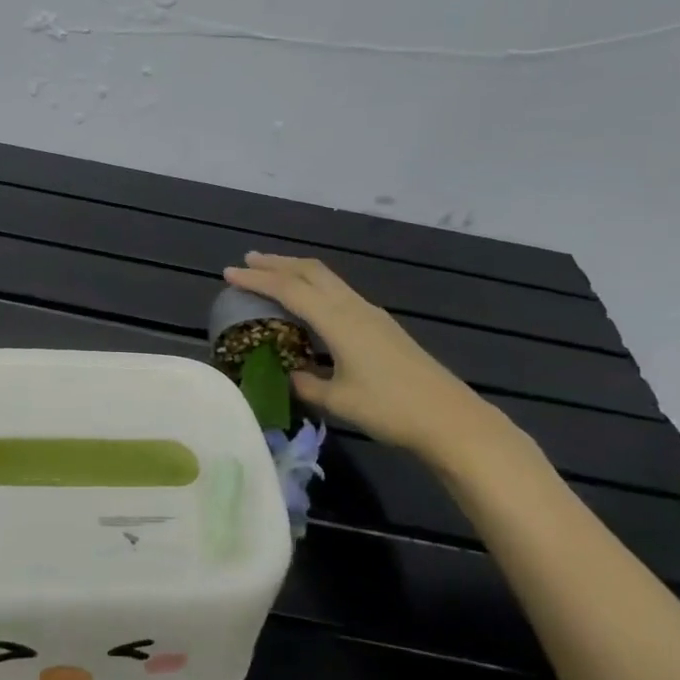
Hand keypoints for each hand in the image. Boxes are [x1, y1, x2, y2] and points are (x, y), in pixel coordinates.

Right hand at [224, 253, 502, 461]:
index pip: (289, 290)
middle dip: (277, 263)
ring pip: (327, 279)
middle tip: (248, 260)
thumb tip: (290, 374)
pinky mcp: (382, 326)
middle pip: (310, 272)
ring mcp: (371, 314)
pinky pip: (339, 292)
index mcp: (338, 321)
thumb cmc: (390, 409)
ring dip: (297, 271)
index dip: (257, 279)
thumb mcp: (338, 401)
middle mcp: (353, 308)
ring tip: (274, 273)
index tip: (229, 273)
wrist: (450, 419)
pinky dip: (315, 287)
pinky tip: (310, 303)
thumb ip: (307, 384)